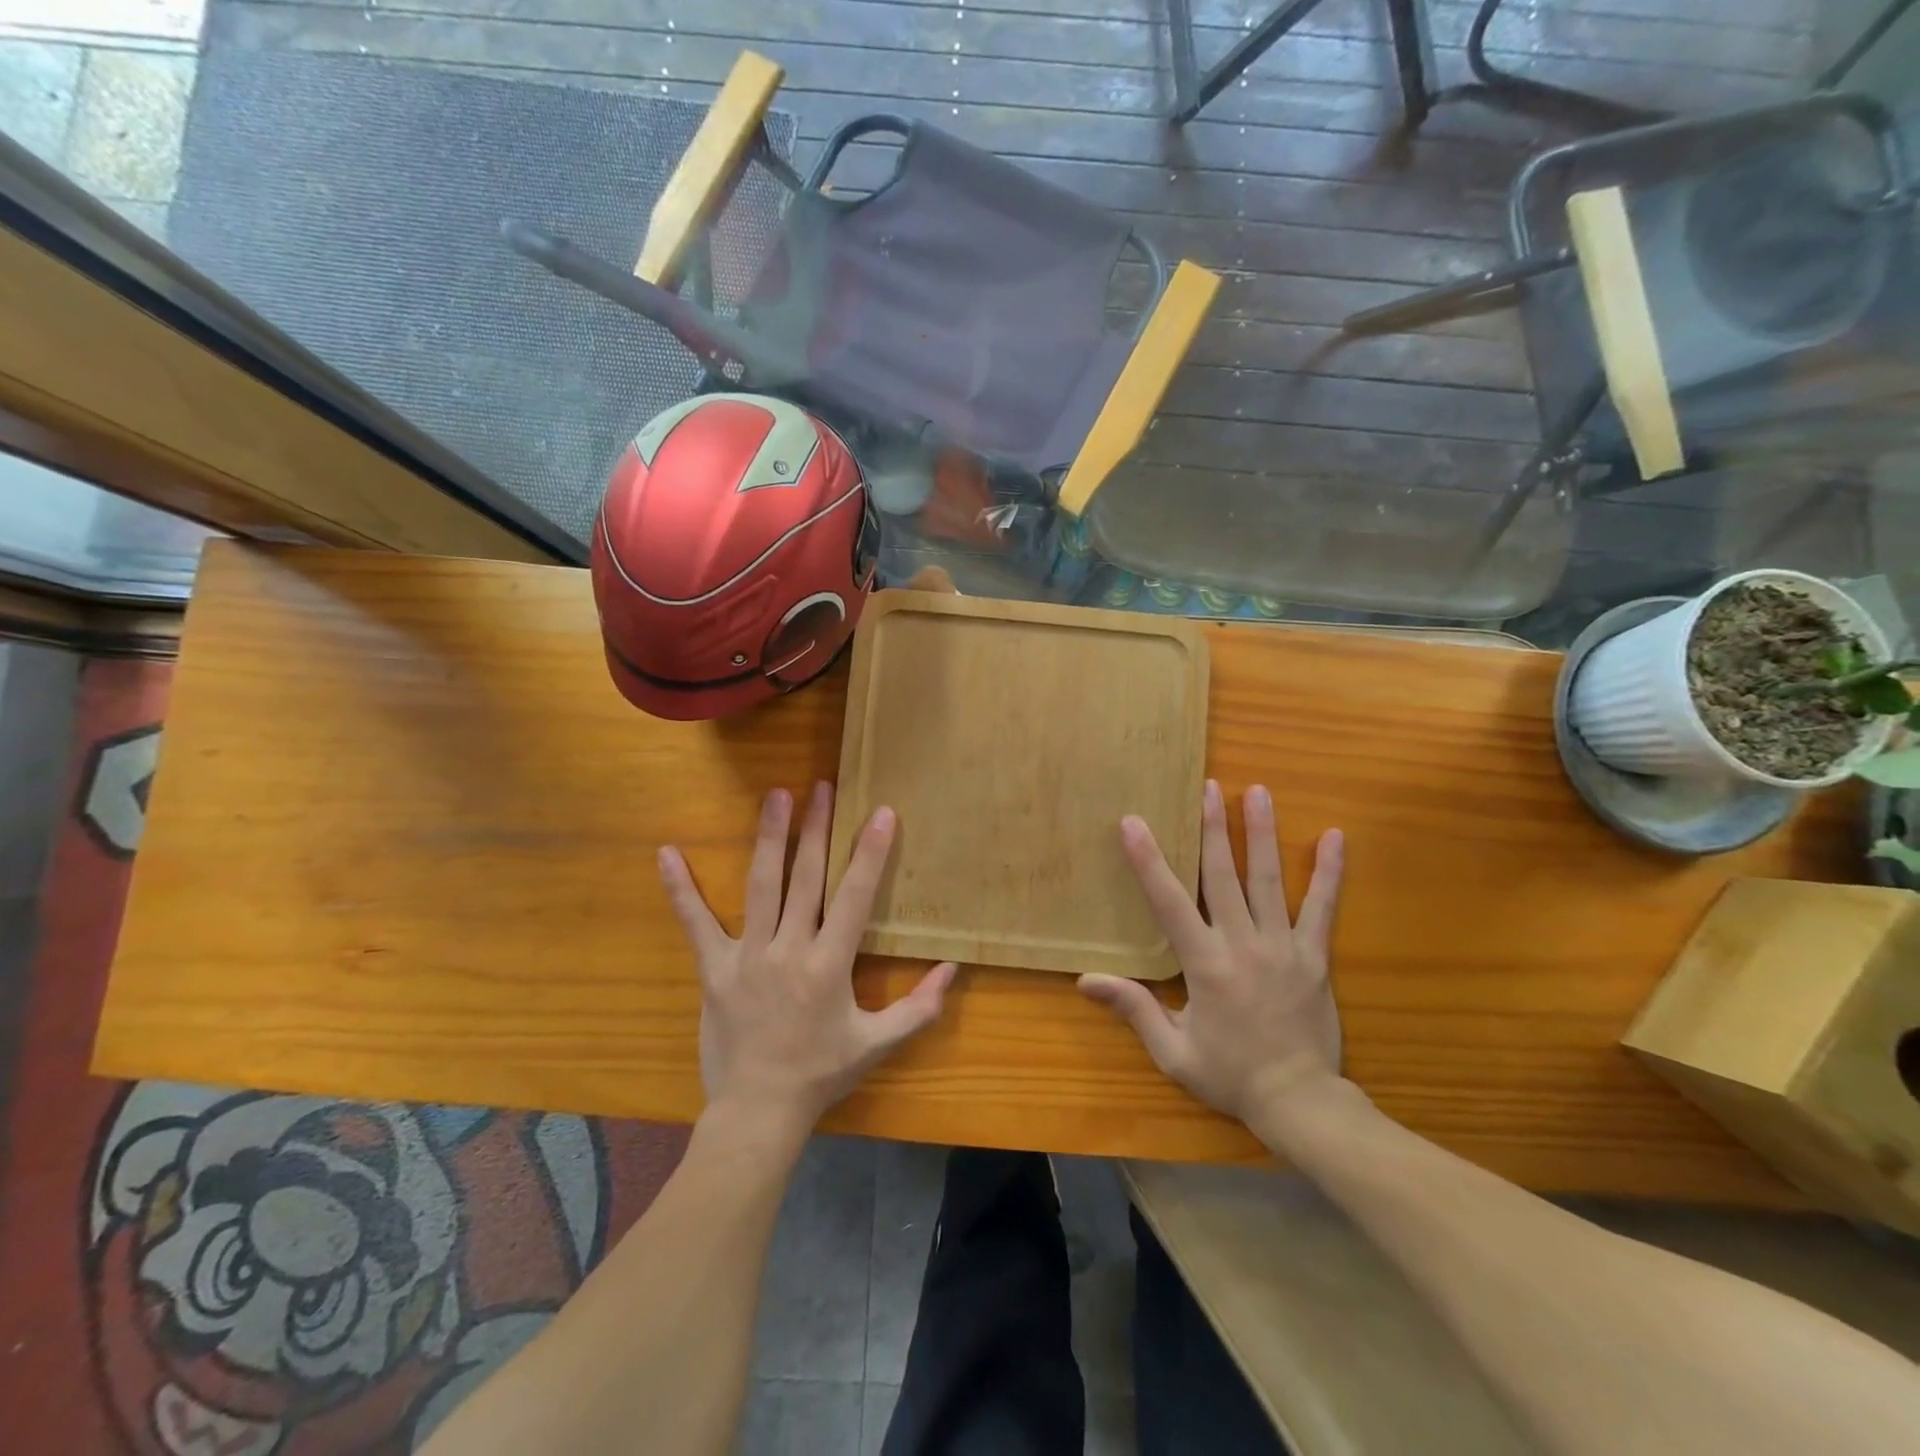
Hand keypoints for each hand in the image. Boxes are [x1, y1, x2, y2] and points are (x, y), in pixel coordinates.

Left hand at [659, 784, 955, 1130]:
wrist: (758, 1112)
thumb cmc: (821, 1074)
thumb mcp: (877, 1044)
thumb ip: (919, 1008)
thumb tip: (953, 970)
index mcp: (829, 965)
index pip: (854, 897)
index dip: (869, 853)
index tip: (880, 812)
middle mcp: (789, 950)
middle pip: (806, 878)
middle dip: (816, 829)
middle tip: (822, 786)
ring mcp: (748, 956)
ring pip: (760, 886)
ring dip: (769, 838)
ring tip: (775, 796)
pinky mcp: (714, 968)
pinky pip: (695, 923)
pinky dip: (681, 889)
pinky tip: (666, 853)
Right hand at [1079, 780, 1344, 1122]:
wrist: (1300, 1102)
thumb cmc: (1230, 1075)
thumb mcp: (1172, 1051)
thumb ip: (1133, 1008)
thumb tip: (1084, 979)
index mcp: (1205, 964)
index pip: (1170, 902)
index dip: (1149, 861)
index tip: (1134, 823)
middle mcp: (1243, 944)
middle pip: (1224, 875)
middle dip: (1213, 828)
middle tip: (1208, 786)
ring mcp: (1284, 946)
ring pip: (1269, 880)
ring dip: (1262, 833)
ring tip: (1259, 792)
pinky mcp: (1315, 956)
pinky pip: (1323, 908)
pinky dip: (1329, 872)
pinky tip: (1336, 838)